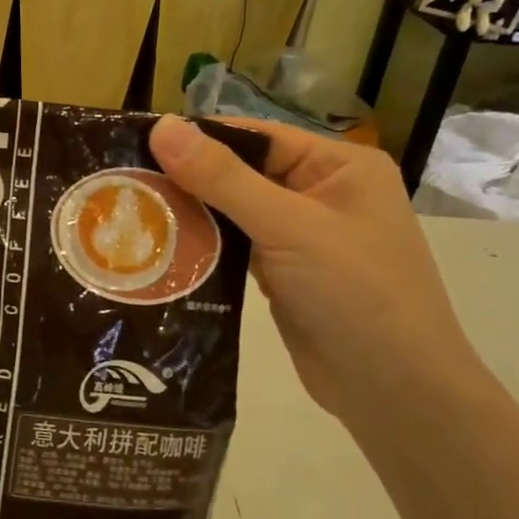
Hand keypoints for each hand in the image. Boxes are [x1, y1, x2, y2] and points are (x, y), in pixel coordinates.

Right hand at [149, 117, 484, 426]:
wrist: (395, 391)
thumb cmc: (355, 293)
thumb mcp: (288, 226)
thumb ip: (223, 177)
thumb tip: (163, 126)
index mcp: (338, 166)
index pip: (254, 136)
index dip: (197, 138)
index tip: (135, 143)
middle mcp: (320, 192)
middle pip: (239, 172)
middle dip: (186, 179)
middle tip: (123, 182)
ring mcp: (301, 235)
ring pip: (232, 211)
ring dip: (189, 214)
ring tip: (129, 212)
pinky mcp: (282, 272)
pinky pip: (233, 246)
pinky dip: (202, 246)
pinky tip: (160, 247)